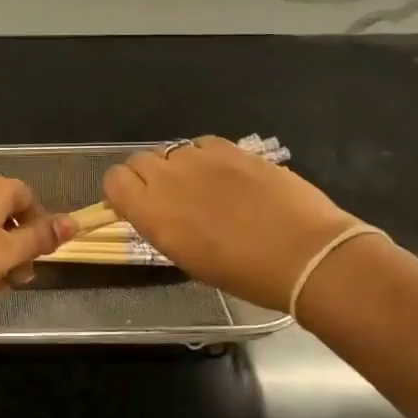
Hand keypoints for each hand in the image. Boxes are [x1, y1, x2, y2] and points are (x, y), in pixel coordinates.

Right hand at [103, 137, 359, 310]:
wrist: (303, 254)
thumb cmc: (243, 273)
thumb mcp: (186, 258)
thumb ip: (161, 227)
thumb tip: (157, 212)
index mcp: (151, 212)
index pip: (114, 180)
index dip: (122, 192)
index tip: (136, 206)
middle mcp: (168, 178)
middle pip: (138, 160)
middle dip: (147, 177)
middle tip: (171, 199)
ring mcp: (200, 158)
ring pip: (171, 151)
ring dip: (178, 168)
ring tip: (204, 189)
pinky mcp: (231, 148)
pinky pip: (202, 144)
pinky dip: (205, 157)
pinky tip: (225, 177)